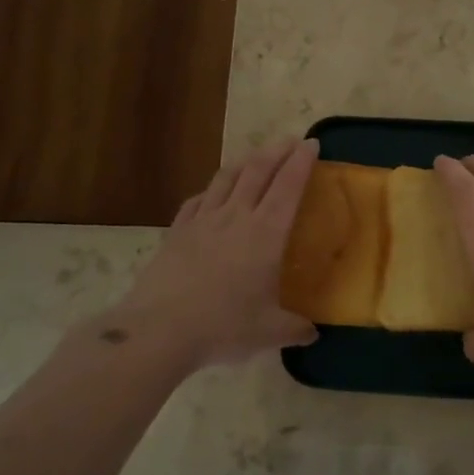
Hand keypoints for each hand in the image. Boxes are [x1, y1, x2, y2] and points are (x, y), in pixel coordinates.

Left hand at [98, 138, 320, 372]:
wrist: (160, 330)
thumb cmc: (223, 326)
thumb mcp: (269, 332)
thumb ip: (295, 328)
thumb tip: (313, 333)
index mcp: (266, 234)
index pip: (288, 186)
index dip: (302, 162)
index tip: (312, 144)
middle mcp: (236, 217)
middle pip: (258, 171)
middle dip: (276, 151)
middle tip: (290, 140)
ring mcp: (202, 221)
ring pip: (227, 178)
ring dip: (245, 161)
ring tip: (255, 156)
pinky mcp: (177, 231)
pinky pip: (198, 200)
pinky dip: (212, 190)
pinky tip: (212, 193)